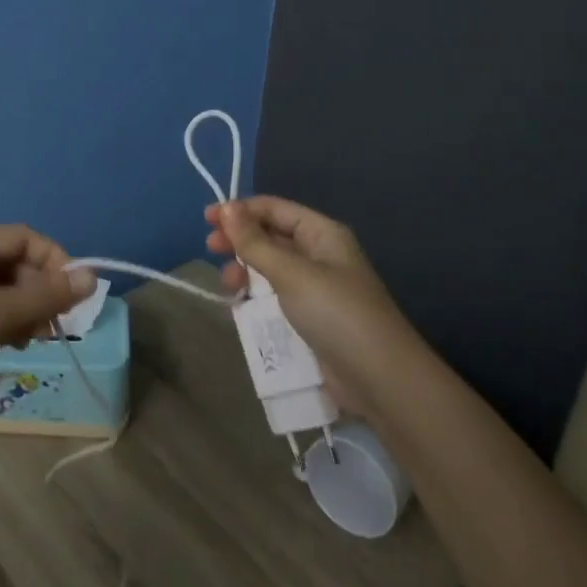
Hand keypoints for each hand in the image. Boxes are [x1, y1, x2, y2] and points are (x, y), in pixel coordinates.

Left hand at [0, 225, 95, 437]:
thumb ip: (45, 296)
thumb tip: (92, 276)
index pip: (24, 237)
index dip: (55, 260)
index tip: (74, 295)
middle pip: (15, 262)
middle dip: (41, 290)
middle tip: (55, 326)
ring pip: (4, 289)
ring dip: (27, 309)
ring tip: (36, 339)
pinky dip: (7, 322)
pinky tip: (15, 345)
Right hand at [206, 196, 414, 415]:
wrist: (379, 379)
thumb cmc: (336, 313)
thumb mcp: (291, 273)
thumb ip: (254, 242)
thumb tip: (225, 207)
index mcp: (321, 233)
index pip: (274, 208)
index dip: (240, 210)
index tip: (207, 219)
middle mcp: (319, 254)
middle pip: (270, 235)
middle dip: (239, 239)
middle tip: (210, 249)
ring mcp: (315, 287)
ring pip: (270, 267)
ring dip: (245, 269)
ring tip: (228, 283)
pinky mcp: (310, 317)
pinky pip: (275, 295)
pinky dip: (256, 295)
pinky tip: (240, 304)